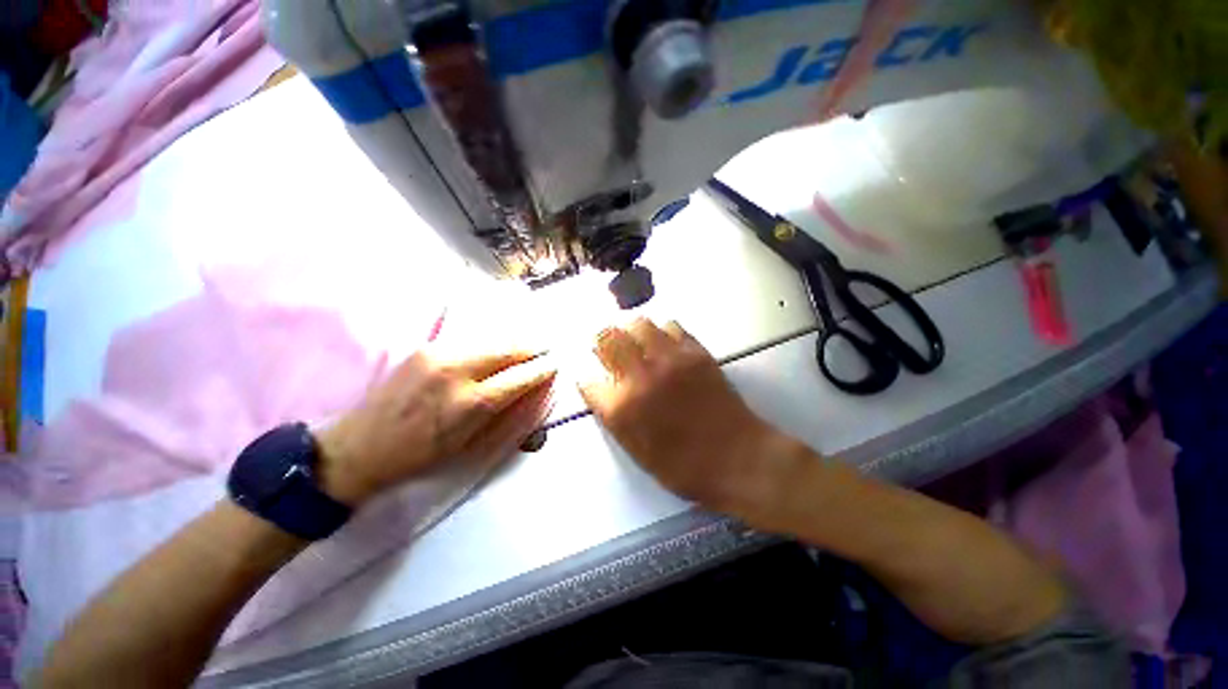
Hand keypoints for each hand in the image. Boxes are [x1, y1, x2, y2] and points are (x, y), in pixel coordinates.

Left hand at [315, 346, 556, 506]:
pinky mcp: (421, 348)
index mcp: (471, 403)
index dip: (541, 369)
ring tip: (523, 342)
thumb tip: (528, 402)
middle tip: (545, 346)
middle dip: (529, 346)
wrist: (365, 444)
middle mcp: (457, 370)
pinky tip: (490, 345)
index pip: (519, 377)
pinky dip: (483, 341)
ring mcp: (437, 353)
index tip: (555, 364)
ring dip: (508, 339)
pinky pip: (463, 339)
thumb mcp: (464, 452)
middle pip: (505, 348)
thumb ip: (500, 424)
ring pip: (485, 338)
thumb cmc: (417, 459)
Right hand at [578, 318, 797, 512]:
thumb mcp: (638, 454)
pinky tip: (665, 347)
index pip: (588, 379)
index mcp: (621, 409)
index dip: (589, 379)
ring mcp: (670, 361)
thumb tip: (607, 395)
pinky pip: (671, 327)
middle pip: (607, 338)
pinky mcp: (696, 353)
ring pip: (638, 324)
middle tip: (608, 350)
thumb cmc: (685, 469)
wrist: (736, 459)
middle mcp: (640, 377)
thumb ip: (618, 420)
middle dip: (602, 343)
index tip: (595, 381)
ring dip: (631, 331)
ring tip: (637, 344)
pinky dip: (662, 332)